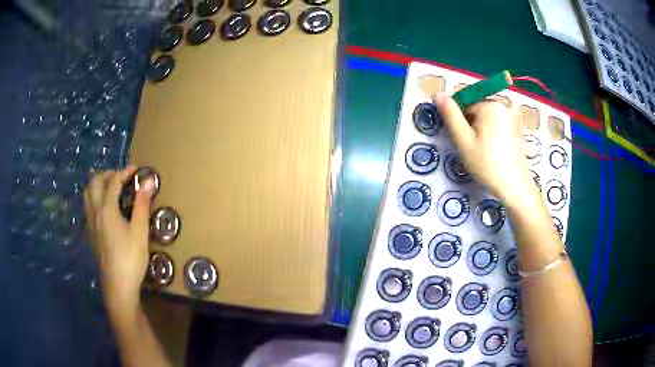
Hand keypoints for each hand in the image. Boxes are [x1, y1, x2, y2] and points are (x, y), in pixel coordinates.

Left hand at [84, 167, 156, 313]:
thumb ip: (142, 204)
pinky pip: (87, 205)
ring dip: (98, 183)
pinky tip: (103, 207)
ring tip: (110, 188)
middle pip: (95, 181)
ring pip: (87, 192)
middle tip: (121, 177)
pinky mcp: (89, 232)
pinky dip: (94, 196)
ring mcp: (90, 221)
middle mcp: (94, 210)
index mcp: (107, 208)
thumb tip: (148, 181)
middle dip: (108, 174)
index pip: (113, 180)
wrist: (118, 285)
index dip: (125, 171)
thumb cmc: (131, 258)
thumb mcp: (140, 231)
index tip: (136, 170)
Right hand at [434, 93, 535, 206]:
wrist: (514, 186)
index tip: (463, 140)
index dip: (459, 121)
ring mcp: (513, 115)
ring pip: (488, 116)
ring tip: (484, 150)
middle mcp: (503, 104)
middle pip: (477, 108)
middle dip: (472, 124)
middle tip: (473, 148)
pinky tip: (495, 149)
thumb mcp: (463, 140)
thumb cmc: (487, 164)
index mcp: (490, 104)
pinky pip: (499, 123)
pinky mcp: (518, 127)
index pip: (464, 103)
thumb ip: (450, 115)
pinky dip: (493, 132)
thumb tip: (437, 93)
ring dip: (482, 129)